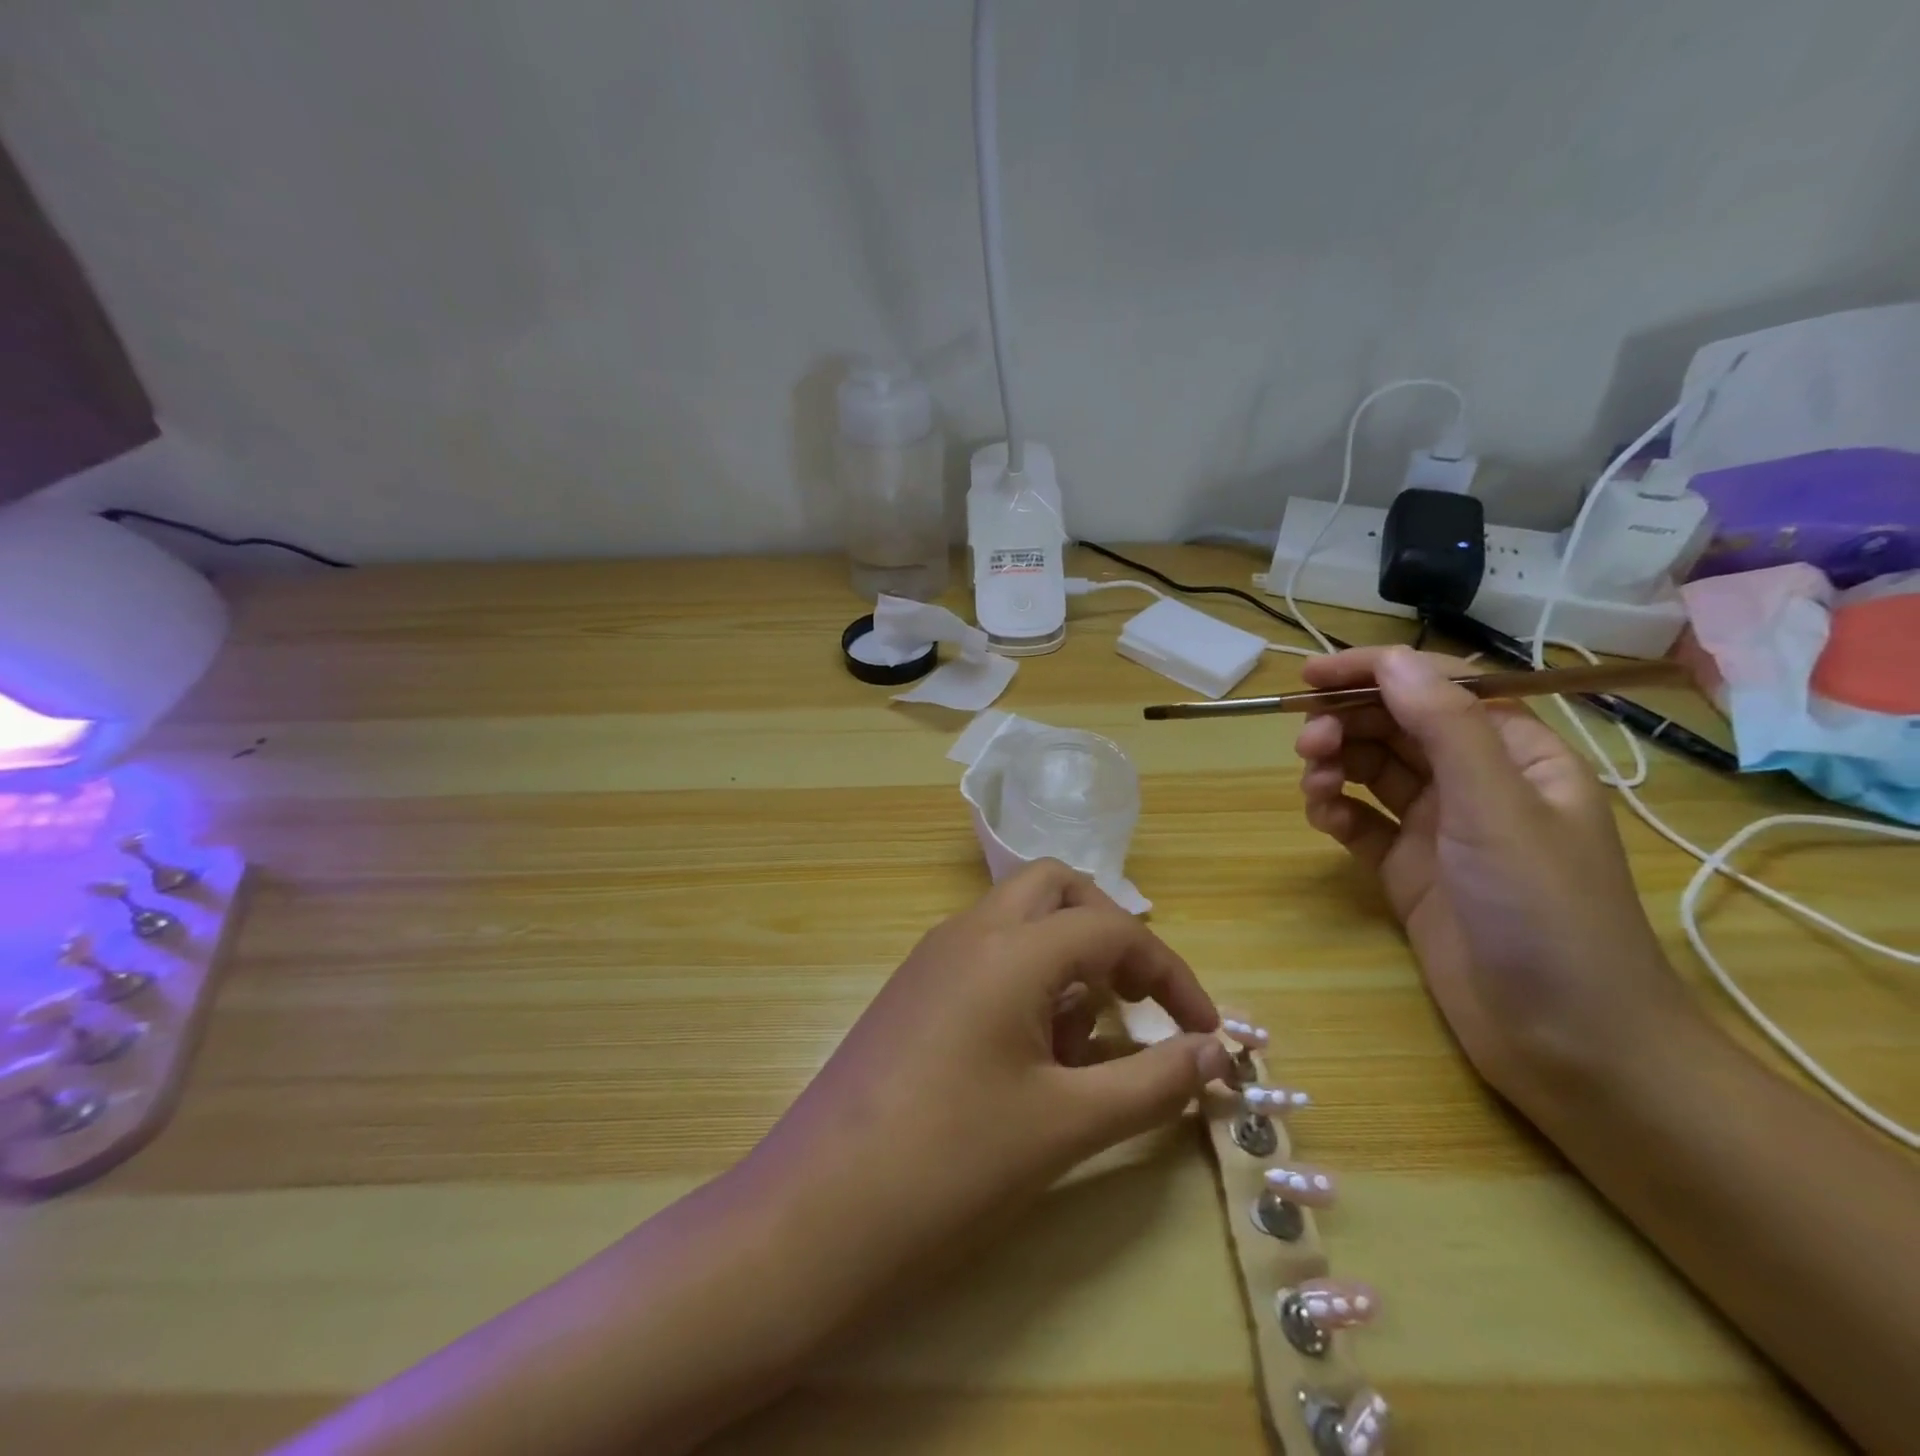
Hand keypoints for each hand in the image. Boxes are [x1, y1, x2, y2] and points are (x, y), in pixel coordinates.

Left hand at [741, 860, 1231, 1309]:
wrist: (820, 1205)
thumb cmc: (953, 1160)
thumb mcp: (1067, 1123)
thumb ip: (1153, 1082)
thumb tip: (1217, 1052)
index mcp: (1010, 948)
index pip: (1112, 928)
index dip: (1170, 974)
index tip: (1205, 1031)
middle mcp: (970, 931)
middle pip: (1057, 888)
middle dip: (1108, 931)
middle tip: (1133, 1000)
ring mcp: (934, 955)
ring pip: (1019, 917)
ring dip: (1065, 956)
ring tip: (1077, 1045)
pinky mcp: (913, 986)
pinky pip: (986, 951)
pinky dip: (1025, 976)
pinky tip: (1026, 1054)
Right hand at [1293, 646, 1699, 1112]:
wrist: (1565, 1041)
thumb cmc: (1545, 912)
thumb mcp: (1497, 808)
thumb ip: (1445, 728)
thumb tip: (1391, 660)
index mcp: (1516, 755)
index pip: (1439, 688)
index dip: (1377, 673)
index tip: (1312, 676)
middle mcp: (1477, 783)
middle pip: (1398, 727)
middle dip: (1349, 725)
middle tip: (1306, 744)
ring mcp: (1440, 830)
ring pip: (1373, 772)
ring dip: (1337, 766)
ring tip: (1313, 785)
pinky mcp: (1408, 871)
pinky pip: (1361, 822)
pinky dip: (1336, 812)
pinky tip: (1324, 820)